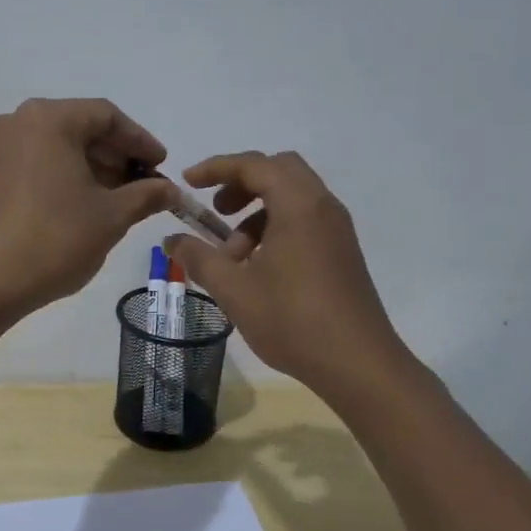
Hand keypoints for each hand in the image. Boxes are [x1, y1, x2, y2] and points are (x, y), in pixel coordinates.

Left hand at [0, 99, 175, 318]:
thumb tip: (171, 190)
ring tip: (122, 199)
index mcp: (49, 119)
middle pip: (82, 128)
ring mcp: (1, 149)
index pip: (107, 117)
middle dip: (118, 155)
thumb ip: (146, 195)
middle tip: (146, 185)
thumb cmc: (55, 239)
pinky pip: (40, 163)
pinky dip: (68, 176)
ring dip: (95, 167)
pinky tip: (88, 204)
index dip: (140, 141)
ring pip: (61, 146)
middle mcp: (19, 122)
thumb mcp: (111, 216)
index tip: (162, 167)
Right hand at [162, 151, 418, 395]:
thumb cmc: (292, 320)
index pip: (254, 165)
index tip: (188, 183)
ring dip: (257, 212)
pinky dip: (276, 227)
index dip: (216, 168)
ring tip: (233, 255)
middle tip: (215, 212)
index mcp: (299, 206)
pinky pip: (304, 220)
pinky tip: (258, 268)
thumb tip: (171, 240)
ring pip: (292, 197)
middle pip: (278, 170)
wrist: (359, 365)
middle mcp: (322, 207)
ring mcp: (337, 230)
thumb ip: (199, 258)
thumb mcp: (234, 289)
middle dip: (241, 183)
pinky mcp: (341, 252)